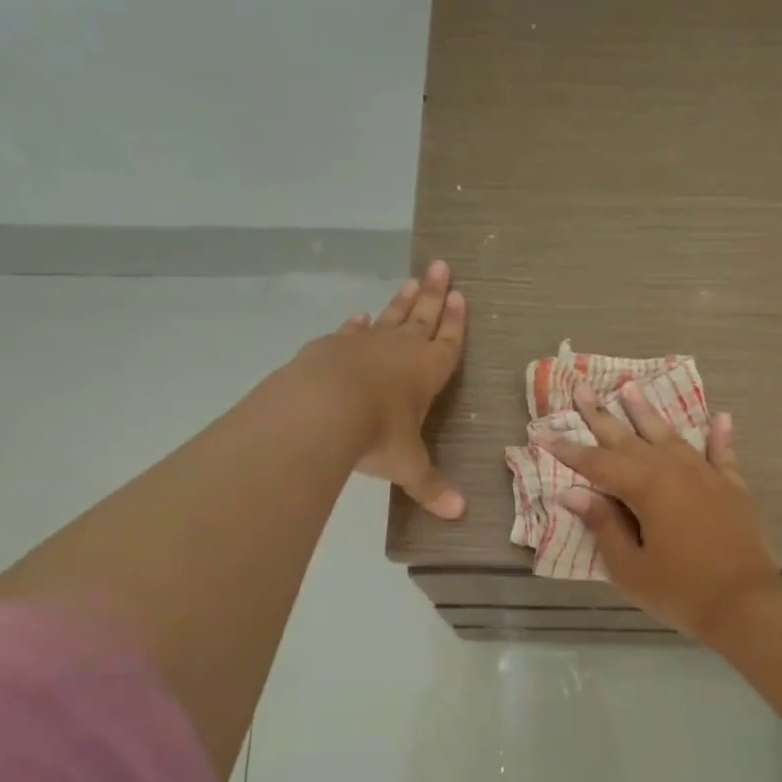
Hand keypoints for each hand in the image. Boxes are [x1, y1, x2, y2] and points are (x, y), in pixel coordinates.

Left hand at [291, 262, 466, 517]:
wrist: (321, 408)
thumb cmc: (377, 434)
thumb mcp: (408, 466)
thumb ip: (430, 487)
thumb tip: (458, 514)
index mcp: (428, 371)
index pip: (449, 342)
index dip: (456, 322)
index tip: (461, 296)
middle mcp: (400, 350)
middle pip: (422, 316)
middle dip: (434, 294)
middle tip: (441, 266)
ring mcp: (364, 344)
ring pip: (389, 316)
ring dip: (401, 300)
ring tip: (412, 280)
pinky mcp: (331, 347)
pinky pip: (351, 331)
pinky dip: (357, 324)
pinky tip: (359, 315)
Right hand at [549, 381, 781, 642]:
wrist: (746, 604)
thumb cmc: (680, 590)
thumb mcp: (630, 567)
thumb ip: (604, 525)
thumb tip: (574, 493)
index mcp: (646, 489)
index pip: (598, 464)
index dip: (568, 451)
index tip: (542, 434)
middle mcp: (675, 471)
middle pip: (630, 439)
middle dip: (602, 416)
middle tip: (582, 388)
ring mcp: (707, 476)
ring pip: (671, 436)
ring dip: (648, 412)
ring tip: (630, 387)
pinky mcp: (733, 488)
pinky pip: (722, 454)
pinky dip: (719, 436)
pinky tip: (719, 417)